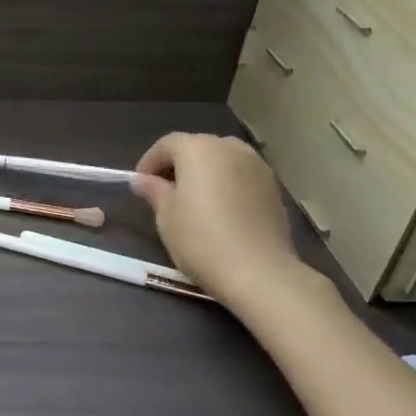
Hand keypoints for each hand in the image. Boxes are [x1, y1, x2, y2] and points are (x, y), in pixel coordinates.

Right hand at [131, 134, 304, 306]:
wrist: (258, 272)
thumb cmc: (200, 238)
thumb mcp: (166, 215)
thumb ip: (154, 190)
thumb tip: (143, 180)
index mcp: (199, 148)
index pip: (167, 144)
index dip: (150, 161)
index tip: (140, 184)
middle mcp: (230, 148)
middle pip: (198, 147)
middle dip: (179, 165)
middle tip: (166, 191)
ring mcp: (258, 167)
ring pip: (223, 161)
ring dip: (206, 174)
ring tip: (195, 201)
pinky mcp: (274, 189)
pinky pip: (242, 178)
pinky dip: (228, 186)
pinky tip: (221, 212)